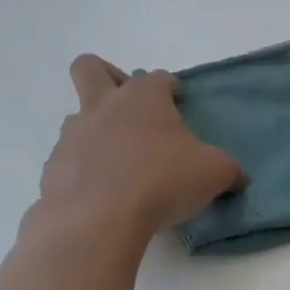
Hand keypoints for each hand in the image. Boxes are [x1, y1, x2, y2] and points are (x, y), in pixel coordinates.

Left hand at [38, 56, 243, 243]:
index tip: (179, 103)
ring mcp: (73, 135)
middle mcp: (104, 105)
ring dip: (95, 131)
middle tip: (129, 109)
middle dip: (107, 78)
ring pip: (77, 117)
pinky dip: (81, 170)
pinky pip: (67, 160)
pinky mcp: (53, 168)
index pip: (159, 77)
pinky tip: (99, 195)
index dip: (171, 88)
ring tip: (118, 164)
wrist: (96, 220)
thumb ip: (227, 169)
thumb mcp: (213, 173)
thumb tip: (236, 176)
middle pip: (90, 68)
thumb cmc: (161, 182)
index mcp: (143, 97)